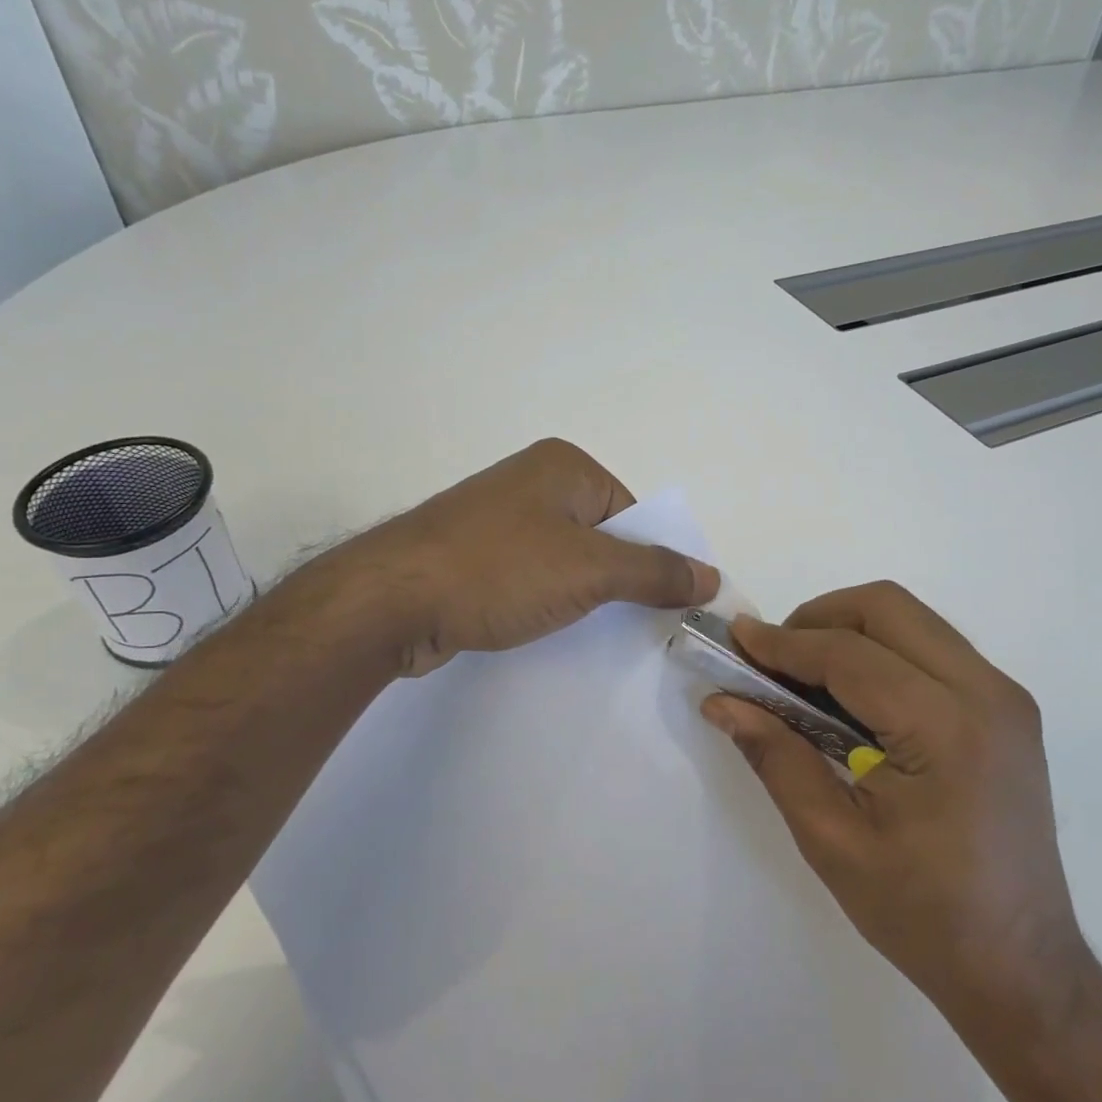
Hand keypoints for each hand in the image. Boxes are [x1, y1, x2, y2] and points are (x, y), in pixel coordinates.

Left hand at [346, 438, 718, 674]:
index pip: (634, 515)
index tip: (661, 608)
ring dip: (581, 597)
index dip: (653, 561)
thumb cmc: (499, 570)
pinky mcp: (473, 556)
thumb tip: (711, 577)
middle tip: (633, 629)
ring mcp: (497, 519)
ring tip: (587, 634)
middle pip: (602, 537)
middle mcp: (531, 483)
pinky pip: (529, 578)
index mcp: (565, 467)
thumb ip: (655, 573)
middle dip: (618, 582)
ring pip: (564, 561)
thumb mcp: (590, 571)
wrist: (390, 600)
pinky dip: (544, 603)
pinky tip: (542, 630)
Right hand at [700, 583, 1090, 1050]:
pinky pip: (932, 647)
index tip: (734, 638)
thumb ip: (775, 756)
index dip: (783, 642)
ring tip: (805, 676)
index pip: (849, 655)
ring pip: (913, 619)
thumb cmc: (922, 913)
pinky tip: (851, 698)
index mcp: (945, 729)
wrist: (1021, 966)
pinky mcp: (1006, 709)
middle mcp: (987, 694)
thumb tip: (721, 701)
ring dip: (850, 630)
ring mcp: (1005, 697)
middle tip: (774, 660)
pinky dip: (882, 651)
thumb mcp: (831, 839)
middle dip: (819, 618)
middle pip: (888, 607)